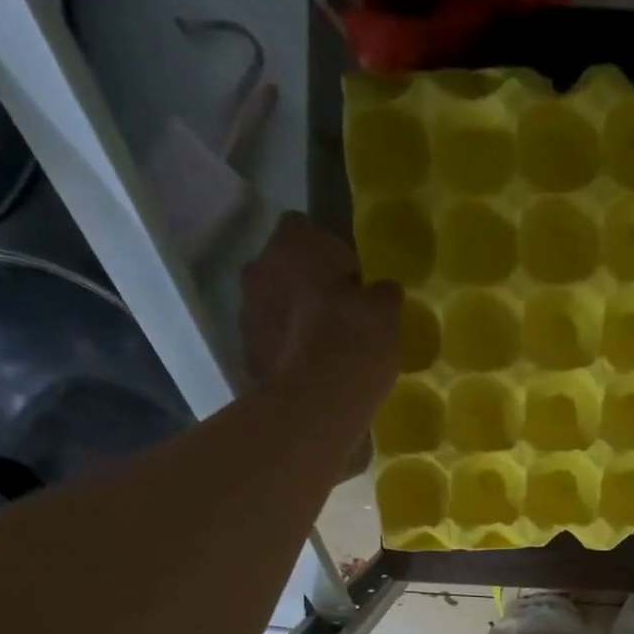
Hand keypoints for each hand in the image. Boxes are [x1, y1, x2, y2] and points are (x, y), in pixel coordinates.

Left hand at [241, 212, 399, 406]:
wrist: (314, 406)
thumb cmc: (353, 342)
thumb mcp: (386, 313)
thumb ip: (382, 294)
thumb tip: (381, 291)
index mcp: (291, 244)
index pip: (305, 227)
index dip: (330, 251)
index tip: (353, 281)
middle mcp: (258, 269)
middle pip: (285, 268)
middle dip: (309, 285)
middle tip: (342, 316)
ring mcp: (247, 314)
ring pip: (276, 306)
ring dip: (297, 319)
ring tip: (330, 351)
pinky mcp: (246, 355)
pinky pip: (274, 343)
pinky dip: (290, 353)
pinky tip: (316, 375)